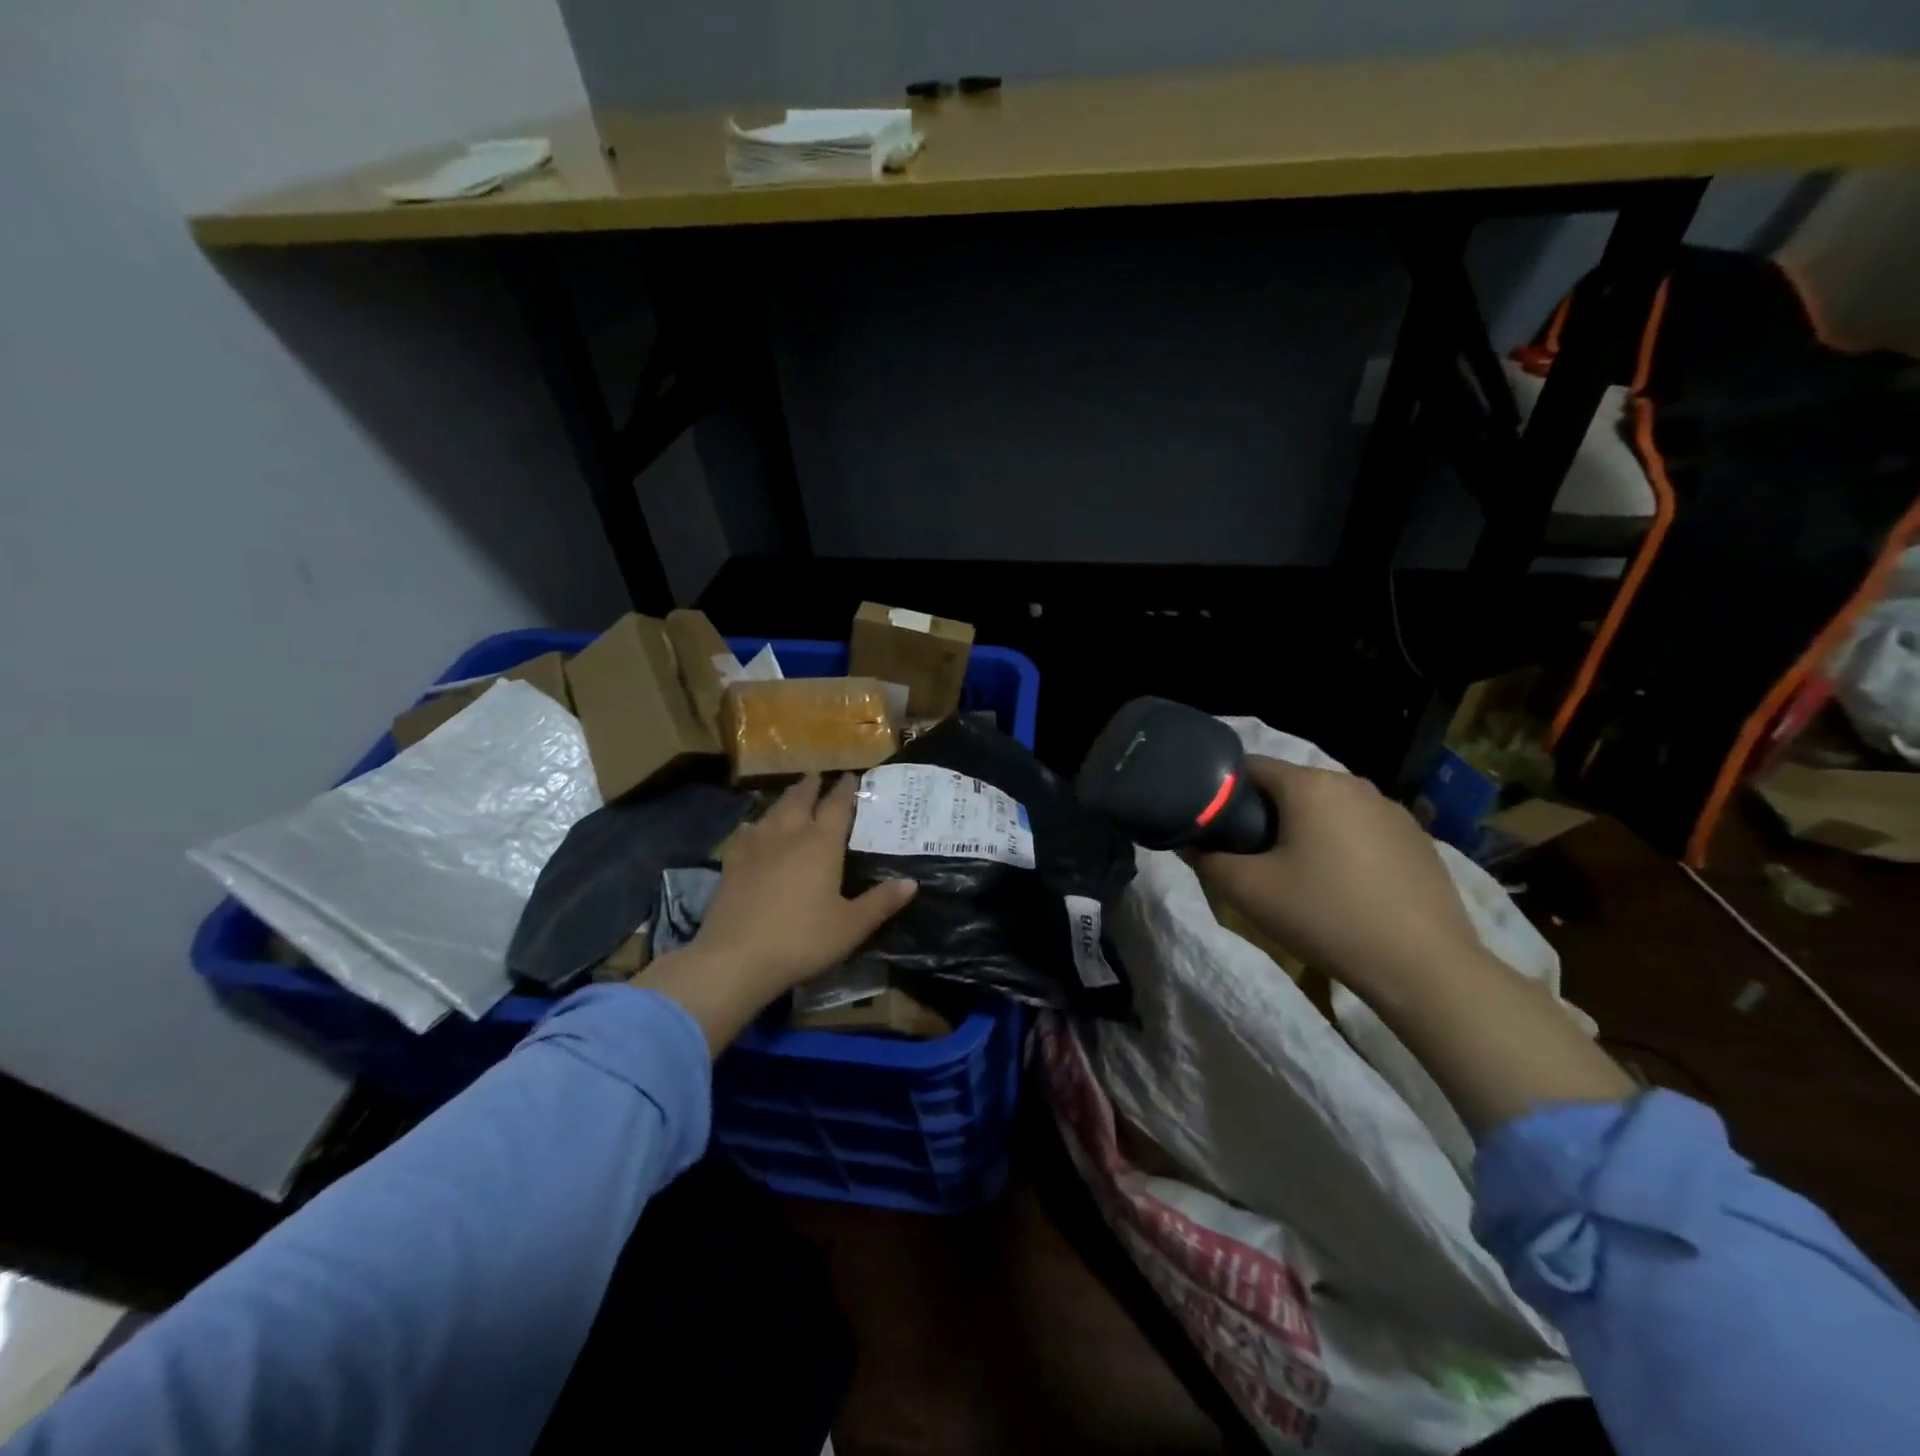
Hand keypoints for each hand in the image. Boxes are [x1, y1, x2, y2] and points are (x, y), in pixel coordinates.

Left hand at [635, 774, 916, 1053]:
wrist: (735, 958)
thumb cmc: (802, 940)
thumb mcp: (851, 926)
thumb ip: (881, 903)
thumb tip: (912, 883)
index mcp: (821, 845)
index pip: (836, 807)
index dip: (845, 790)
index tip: (850, 776)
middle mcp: (789, 836)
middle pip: (800, 800)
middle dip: (811, 786)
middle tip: (817, 775)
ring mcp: (756, 847)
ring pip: (773, 812)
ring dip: (785, 799)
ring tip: (792, 794)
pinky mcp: (732, 864)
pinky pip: (746, 834)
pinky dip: (755, 825)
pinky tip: (753, 827)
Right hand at [1194, 756, 1631, 1130]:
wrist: (1422, 966)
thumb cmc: (1324, 916)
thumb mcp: (1248, 890)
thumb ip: (1206, 859)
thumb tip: (1188, 842)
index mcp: (1309, 785)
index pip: (1249, 767)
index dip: (1223, 792)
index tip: (1214, 827)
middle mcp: (1352, 783)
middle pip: (1289, 786)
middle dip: (1264, 813)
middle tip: (1250, 855)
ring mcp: (1390, 809)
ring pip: (1327, 807)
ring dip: (1304, 828)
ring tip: (1297, 873)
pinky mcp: (1416, 837)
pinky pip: (1361, 827)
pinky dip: (1341, 843)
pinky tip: (1343, 885)